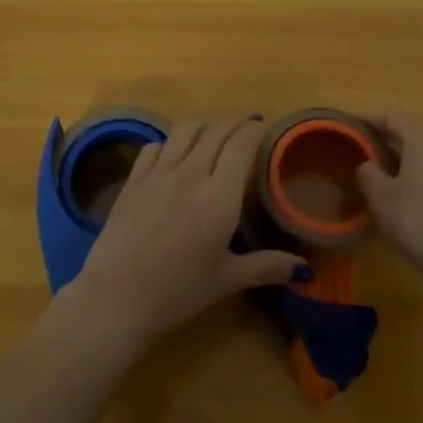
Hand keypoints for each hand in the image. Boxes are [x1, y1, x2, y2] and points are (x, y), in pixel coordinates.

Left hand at [66, 118, 307, 346]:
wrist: (117, 297)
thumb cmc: (178, 292)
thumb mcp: (227, 280)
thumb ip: (267, 266)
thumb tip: (305, 269)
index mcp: (220, 195)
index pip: (242, 144)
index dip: (255, 130)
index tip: (265, 128)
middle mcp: (191, 173)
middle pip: (217, 130)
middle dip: (235, 124)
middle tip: (246, 130)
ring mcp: (159, 172)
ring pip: (186, 129)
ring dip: (204, 126)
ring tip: (212, 136)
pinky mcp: (134, 179)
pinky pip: (156, 145)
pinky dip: (171, 143)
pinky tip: (174, 155)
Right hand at [356, 114, 422, 281]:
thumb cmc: (416, 219)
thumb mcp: (380, 196)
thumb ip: (368, 172)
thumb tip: (367, 164)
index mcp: (421, 136)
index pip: (391, 116)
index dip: (368, 119)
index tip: (348, 124)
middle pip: (410, 129)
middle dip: (385, 135)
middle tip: (360, 146)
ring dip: (401, 152)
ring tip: (378, 165)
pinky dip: (416, 166)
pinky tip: (402, 185)